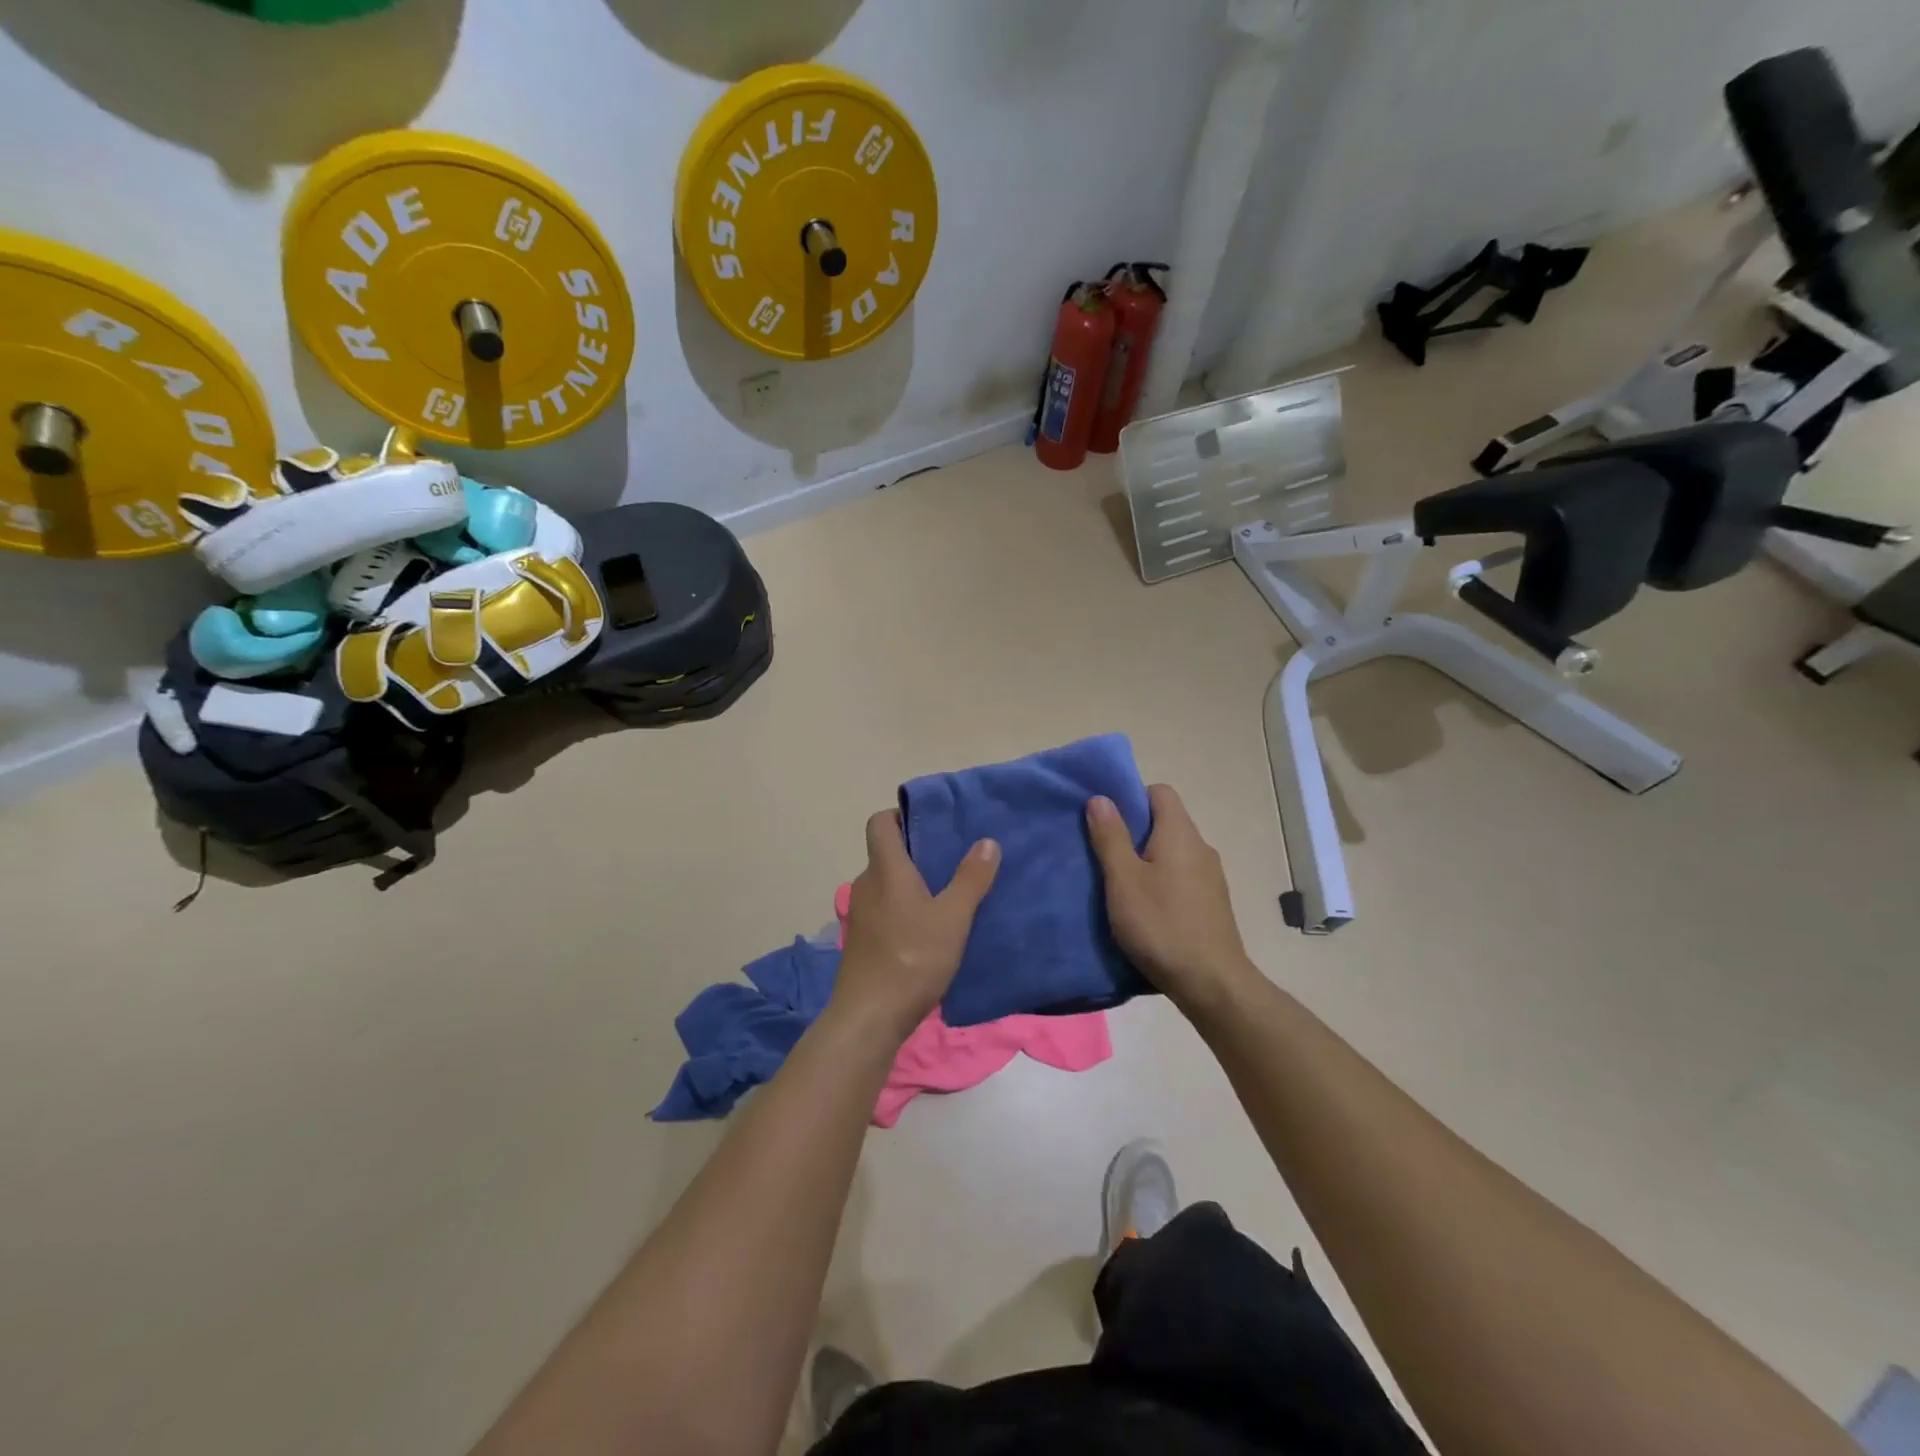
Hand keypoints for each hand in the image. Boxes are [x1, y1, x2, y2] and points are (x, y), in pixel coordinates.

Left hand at [834, 810, 999, 1044]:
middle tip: (953, 858)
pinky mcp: (861, 941)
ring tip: (947, 894)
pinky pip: (884, 910)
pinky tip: (929, 930)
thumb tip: (987, 841)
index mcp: (885, 869)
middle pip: (887, 853)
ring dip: (912, 884)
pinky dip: (904, 909)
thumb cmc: (912, 958)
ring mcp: (860, 915)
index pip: (880, 822)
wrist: (869, 1017)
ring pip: (887, 884)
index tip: (931, 823)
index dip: (901, 815)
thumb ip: (971, 878)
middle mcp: (866, 884)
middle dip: (917, 852)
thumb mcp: (953, 918)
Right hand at [1087, 785, 1256, 1011]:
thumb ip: (1111, 837)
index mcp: (1180, 833)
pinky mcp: (1212, 902)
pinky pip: (1181, 875)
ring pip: (1172, 851)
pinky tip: (1145, 908)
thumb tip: (1101, 798)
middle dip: (1133, 831)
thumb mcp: (1124, 881)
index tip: (1107, 821)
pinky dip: (1161, 881)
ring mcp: (1210, 876)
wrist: (1211, 982)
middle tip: (1103, 854)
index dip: (1131, 797)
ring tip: (1119, 884)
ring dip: (1146, 859)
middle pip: (1165, 821)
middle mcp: (1200, 847)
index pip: (1159, 791)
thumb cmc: (1161, 925)